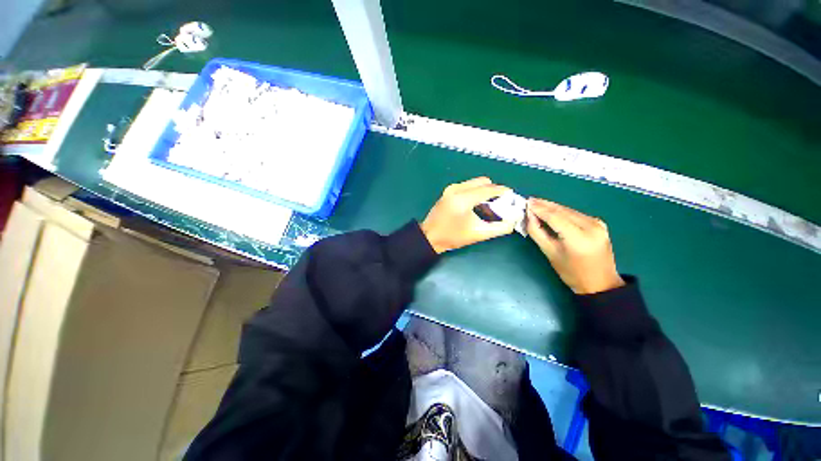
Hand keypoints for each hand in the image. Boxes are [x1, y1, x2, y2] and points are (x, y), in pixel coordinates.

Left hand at [421, 177, 516, 252]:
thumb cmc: (453, 237)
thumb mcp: (478, 234)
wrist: (430, 237)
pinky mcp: (448, 191)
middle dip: (494, 190)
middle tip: (500, 202)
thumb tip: (513, 220)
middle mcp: (456, 189)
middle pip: (483, 182)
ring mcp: (450, 188)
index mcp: (463, 199)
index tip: (512, 196)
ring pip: (475, 183)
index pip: (489, 189)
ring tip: (489, 205)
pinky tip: (477, 204)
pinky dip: (475, 192)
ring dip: (484, 191)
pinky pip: (467, 186)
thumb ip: (499, 228)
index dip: (503, 191)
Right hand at [526, 198, 623, 294]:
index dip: (539, 209)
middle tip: (529, 200)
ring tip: (536, 203)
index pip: (555, 217)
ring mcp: (597, 223)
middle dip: (544, 205)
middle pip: (562, 211)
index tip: (526, 203)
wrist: (600, 283)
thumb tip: (529, 216)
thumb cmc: (572, 272)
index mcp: (579, 237)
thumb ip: (537, 232)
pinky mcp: (599, 223)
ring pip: (569, 210)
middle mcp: (591, 226)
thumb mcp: (550, 253)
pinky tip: (551, 210)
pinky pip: (575, 214)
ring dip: (552, 207)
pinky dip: (561, 212)